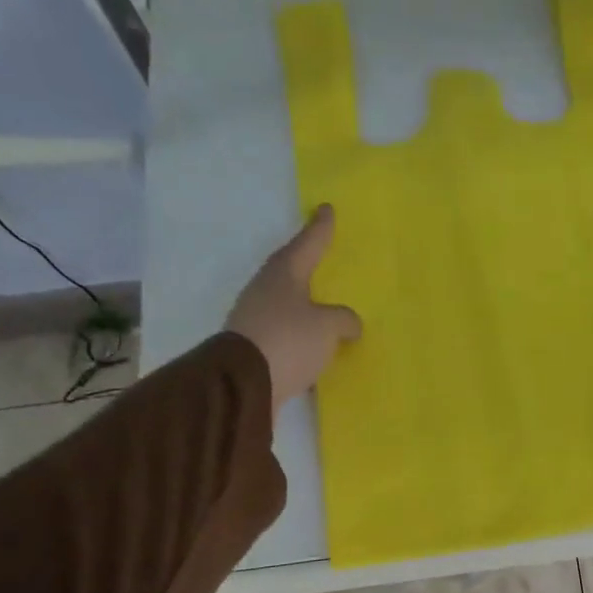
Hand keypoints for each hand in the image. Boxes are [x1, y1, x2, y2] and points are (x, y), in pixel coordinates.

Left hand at [225, 205, 362, 409]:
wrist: (243, 383)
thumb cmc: (288, 340)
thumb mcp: (327, 327)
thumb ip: (343, 320)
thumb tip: (349, 323)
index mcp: (283, 275)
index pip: (307, 245)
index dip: (320, 229)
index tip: (326, 208)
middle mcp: (265, 291)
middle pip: (289, 271)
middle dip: (305, 264)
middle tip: (321, 256)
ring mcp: (256, 319)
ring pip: (285, 303)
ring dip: (303, 304)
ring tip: (322, 307)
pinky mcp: (254, 347)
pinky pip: (284, 332)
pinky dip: (299, 334)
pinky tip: (312, 343)